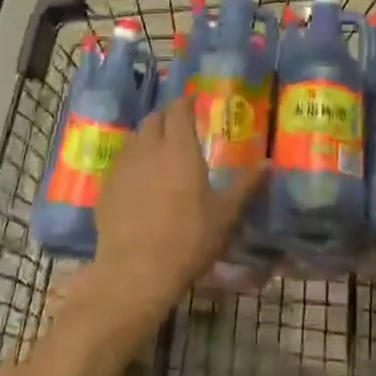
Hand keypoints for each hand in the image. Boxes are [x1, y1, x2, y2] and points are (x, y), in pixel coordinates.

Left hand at [85, 103, 263, 332]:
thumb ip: (246, 185)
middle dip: (167, 118)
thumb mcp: (225, 215)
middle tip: (179, 129)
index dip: (186, 102)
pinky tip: (138, 181)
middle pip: (154, 118)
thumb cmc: (188, 240)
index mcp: (179, 147)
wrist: (135, 273)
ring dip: (148, 137)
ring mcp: (124, 165)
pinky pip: (120, 161)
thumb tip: (268, 163)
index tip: (194, 104)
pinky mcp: (106, 186)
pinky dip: (132, 161)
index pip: (179, 108)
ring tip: (159, 153)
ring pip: (135, 137)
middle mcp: (149, 147)